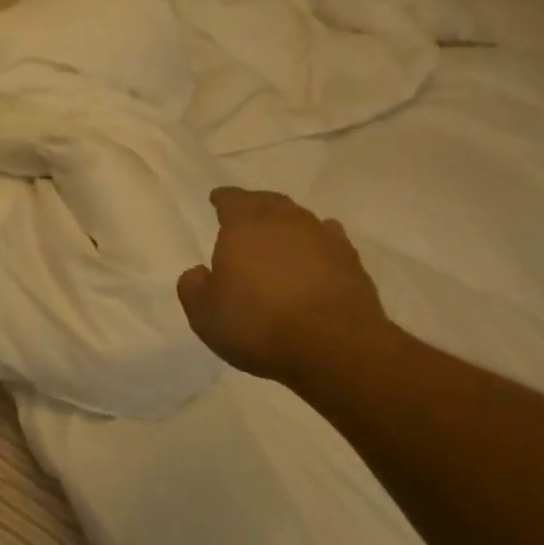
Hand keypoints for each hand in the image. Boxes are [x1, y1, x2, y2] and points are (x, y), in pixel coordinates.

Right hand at [177, 188, 390, 383]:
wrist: (335, 345)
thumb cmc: (260, 324)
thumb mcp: (206, 315)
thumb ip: (193, 288)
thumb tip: (198, 273)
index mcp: (243, 226)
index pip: (231, 200)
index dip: (223, 199)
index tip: (217, 199)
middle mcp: (283, 221)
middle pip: (267, 201)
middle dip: (255, 204)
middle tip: (247, 213)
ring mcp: (321, 237)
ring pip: (299, 217)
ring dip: (287, 222)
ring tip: (280, 233)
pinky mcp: (350, 260)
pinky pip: (329, 239)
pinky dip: (318, 241)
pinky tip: (317, 251)